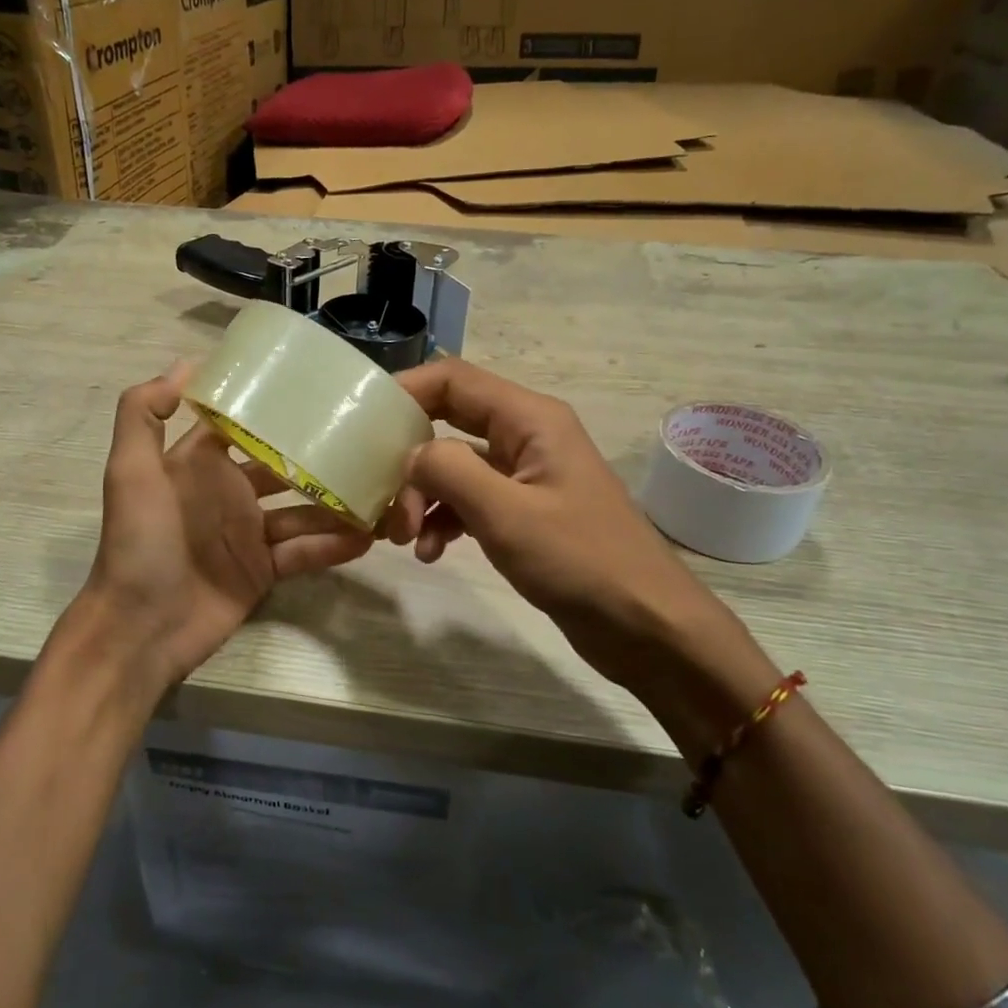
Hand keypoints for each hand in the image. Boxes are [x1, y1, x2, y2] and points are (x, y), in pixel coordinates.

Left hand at [73, 371, 372, 694]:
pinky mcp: (264, 570)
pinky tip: (368, 536)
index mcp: (200, 463)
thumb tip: (187, 364)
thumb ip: (144, 413)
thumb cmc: (138, 542)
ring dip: (337, 502)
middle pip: (284, 466)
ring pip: (303, 510)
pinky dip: (334, 545)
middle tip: (368, 442)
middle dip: (320, 455)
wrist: (140, 628)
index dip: (275, 409)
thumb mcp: (131, 472)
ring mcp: (249, 533)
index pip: (243, 426)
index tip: (320, 392)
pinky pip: (305, 552)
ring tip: (381, 490)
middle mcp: (229, 492)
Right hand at [386, 359, 757, 700]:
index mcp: (529, 419)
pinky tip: (432, 552)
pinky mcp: (525, 512)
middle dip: (409, 457)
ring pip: (455, 466)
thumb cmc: (582, 561)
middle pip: (448, 422)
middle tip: (382, 500)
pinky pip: (470, 500)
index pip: (453, 380)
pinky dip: (445, 520)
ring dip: (423, 495)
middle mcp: (526, 436)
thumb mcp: (506, 514)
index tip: (360, 424)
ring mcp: (526, 475)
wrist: (648, 628)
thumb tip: (410, 455)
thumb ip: (449, 471)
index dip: (404, 392)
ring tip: (404, 538)